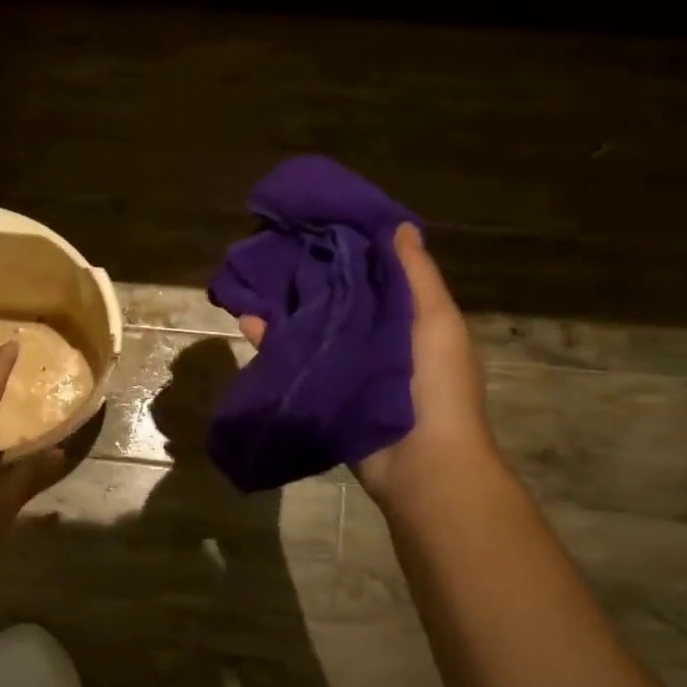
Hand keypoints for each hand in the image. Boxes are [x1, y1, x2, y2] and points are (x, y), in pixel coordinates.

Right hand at [237, 222, 494, 507]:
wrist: (419, 464)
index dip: (352, 249)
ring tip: (255, 283)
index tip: (321, 222)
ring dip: (286, 309)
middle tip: (276, 248)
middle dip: (312, 277)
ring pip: (313, 328)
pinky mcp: (321, 391)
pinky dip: (272, 343)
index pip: (375, 275)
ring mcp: (346, 367)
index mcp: (408, 319)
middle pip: (339, 299)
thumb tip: (400, 226)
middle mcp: (376, 338)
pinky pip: (295, 360)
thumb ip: (416, 276)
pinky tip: (248, 324)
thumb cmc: (437, 386)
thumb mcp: (436, 322)